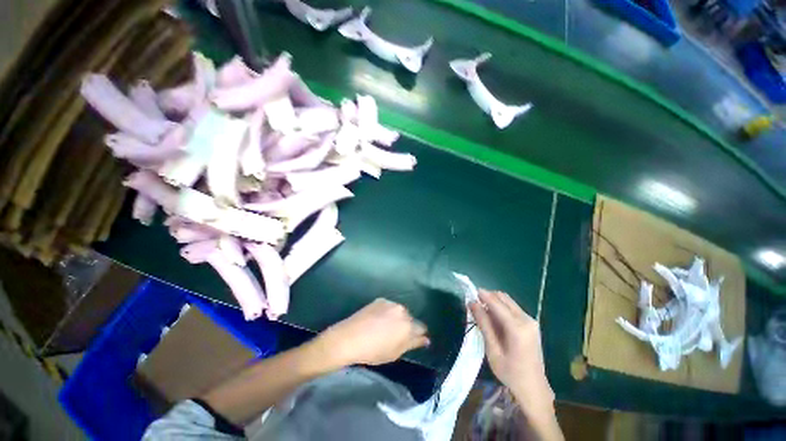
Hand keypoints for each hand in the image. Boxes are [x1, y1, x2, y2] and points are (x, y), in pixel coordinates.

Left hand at [315, 298, 429, 366]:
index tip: (411, 340)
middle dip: (406, 325)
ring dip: (396, 318)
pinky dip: (386, 312)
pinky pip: (388, 307)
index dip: (417, 335)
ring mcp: (390, 303)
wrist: (349, 338)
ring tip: (384, 327)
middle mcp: (402, 310)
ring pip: (399, 311)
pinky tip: (376, 320)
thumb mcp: (395, 353)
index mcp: (408, 325)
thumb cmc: (373, 351)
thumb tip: (426, 339)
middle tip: (394, 335)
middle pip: (410, 318)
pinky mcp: (380, 300)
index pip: (421, 328)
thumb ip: (412, 344)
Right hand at [469, 290, 554, 418]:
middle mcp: (527, 319)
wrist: (533, 388)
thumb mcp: (493, 349)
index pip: (497, 303)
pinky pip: (513, 308)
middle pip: (503, 298)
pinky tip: (494, 319)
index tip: (470, 292)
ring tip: (482, 313)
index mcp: (518, 327)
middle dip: (488, 297)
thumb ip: (484, 324)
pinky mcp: (531, 324)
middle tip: (475, 305)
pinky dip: (501, 308)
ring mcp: (531, 321)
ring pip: (508, 301)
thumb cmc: (510, 372)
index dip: (483, 295)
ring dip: (494, 302)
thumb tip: (473, 303)